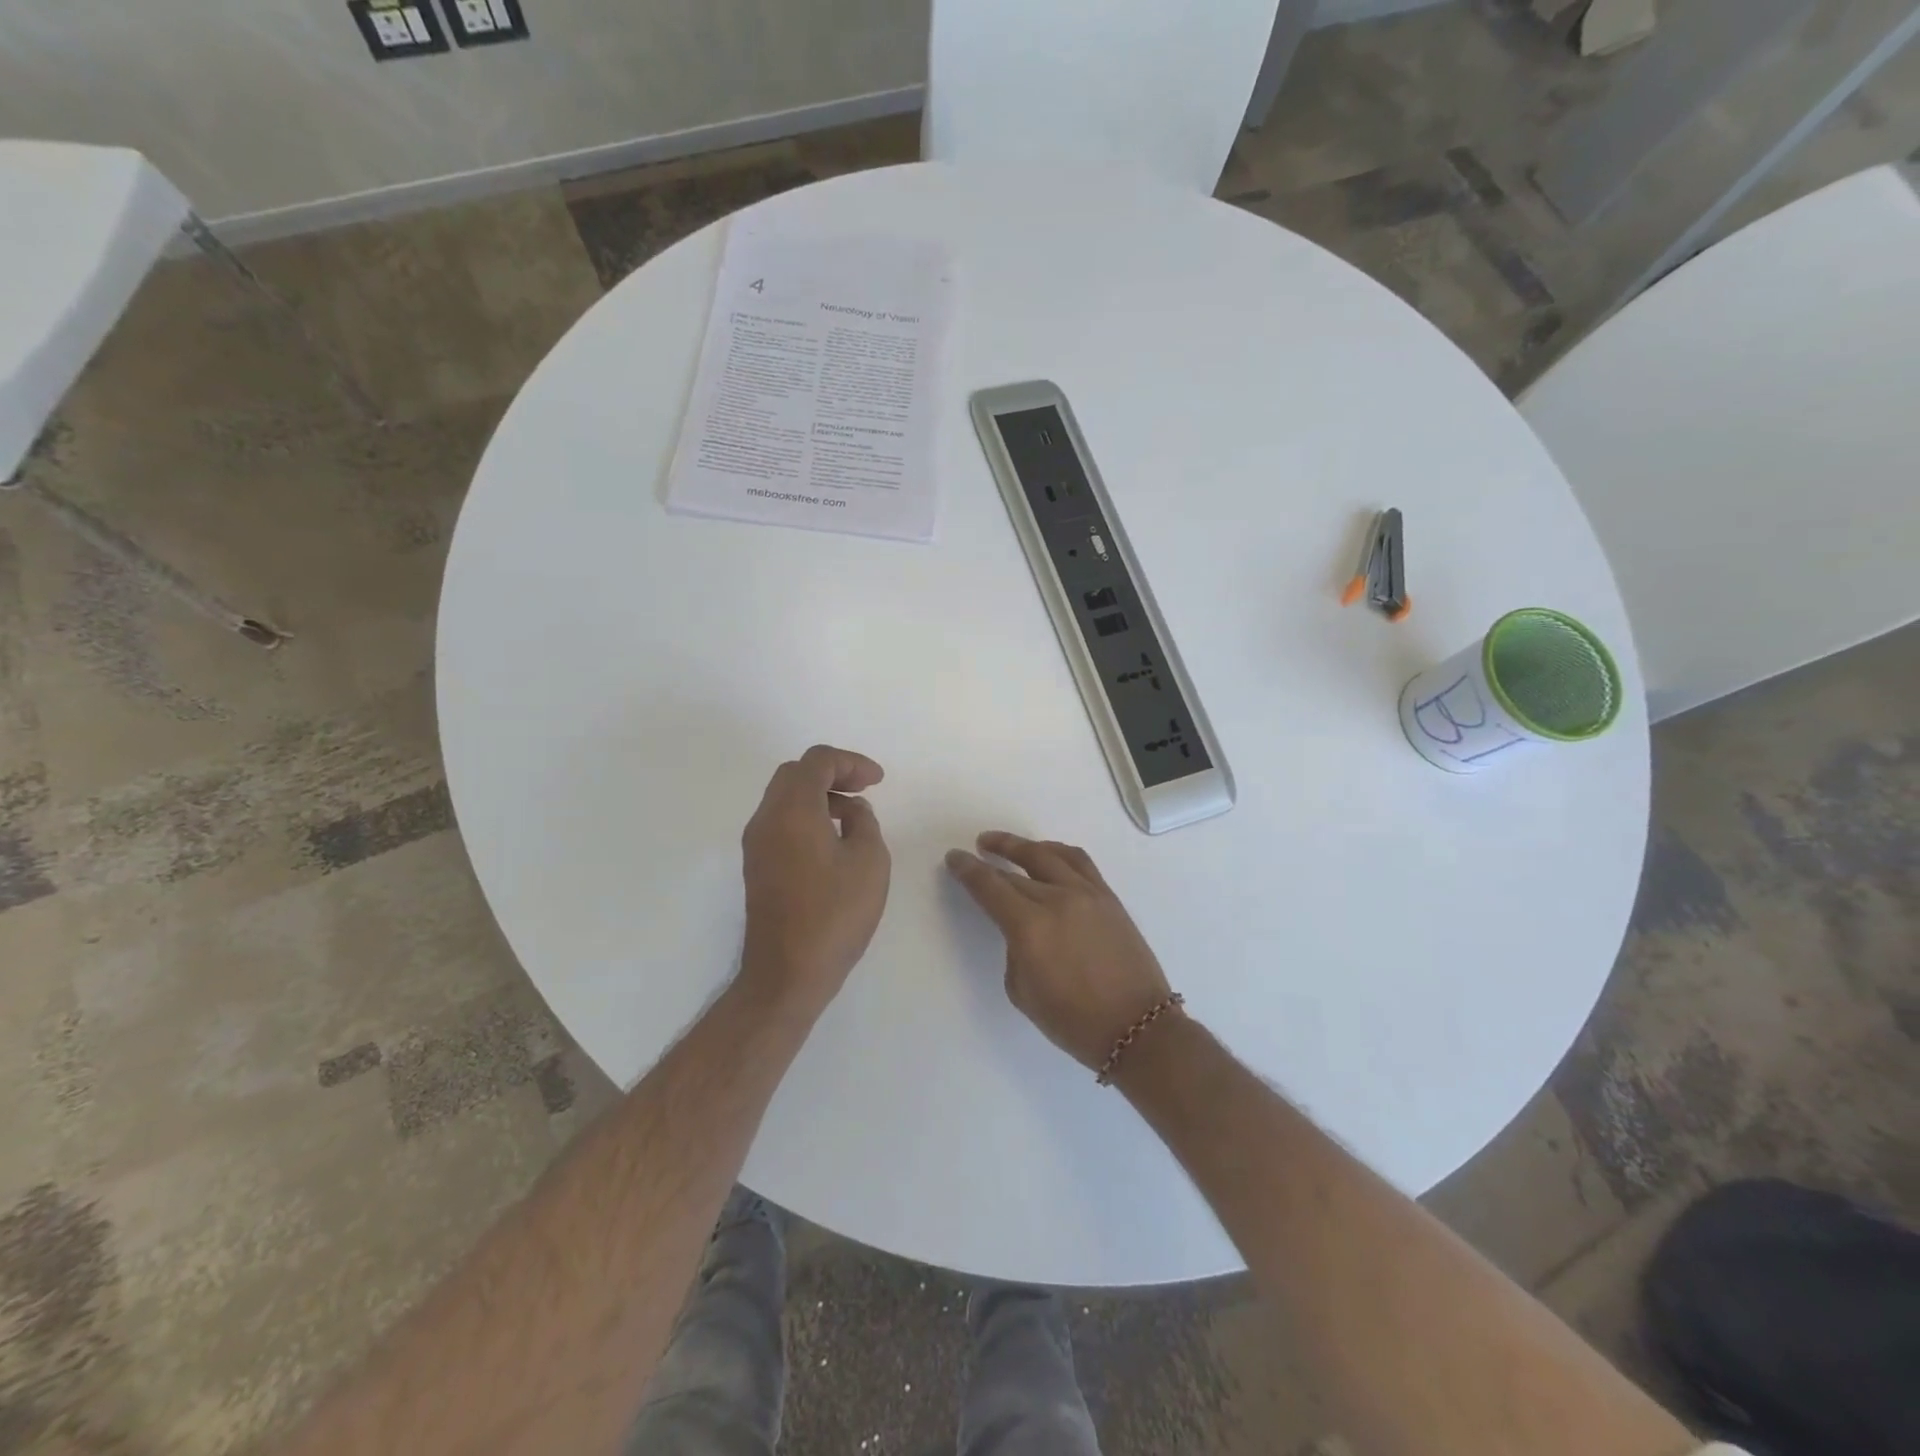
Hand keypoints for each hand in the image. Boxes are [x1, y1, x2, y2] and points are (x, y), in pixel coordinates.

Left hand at [739, 745, 890, 1016]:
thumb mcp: (869, 861)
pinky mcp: (757, 866)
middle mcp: (766, 819)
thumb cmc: (835, 915)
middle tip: (863, 790)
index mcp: (792, 810)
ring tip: (852, 816)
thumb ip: (863, 822)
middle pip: (795, 773)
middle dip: (832, 773)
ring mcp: (756, 844)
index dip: (851, 762)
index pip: (817, 761)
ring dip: (818, 794)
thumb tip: (850, 810)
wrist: (787, 973)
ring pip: (784, 797)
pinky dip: (806, 815)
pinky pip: (780, 821)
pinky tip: (831, 839)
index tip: (877, 781)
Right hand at [945, 832, 1173, 1069]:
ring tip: (1002, 843)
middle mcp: (1057, 900)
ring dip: (1020, 845)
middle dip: (989, 861)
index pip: (990, 887)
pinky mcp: (1108, 896)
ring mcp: (1086, 894)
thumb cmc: (1074, 1021)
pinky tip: (1045, 853)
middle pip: (1015, 872)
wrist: (1137, 1027)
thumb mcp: (1023, 992)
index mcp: (1029, 927)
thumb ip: (1015, 950)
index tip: (955, 857)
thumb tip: (1022, 929)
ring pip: (1047, 854)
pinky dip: (1055, 851)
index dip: (968, 870)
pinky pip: (1078, 861)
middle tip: (973, 854)